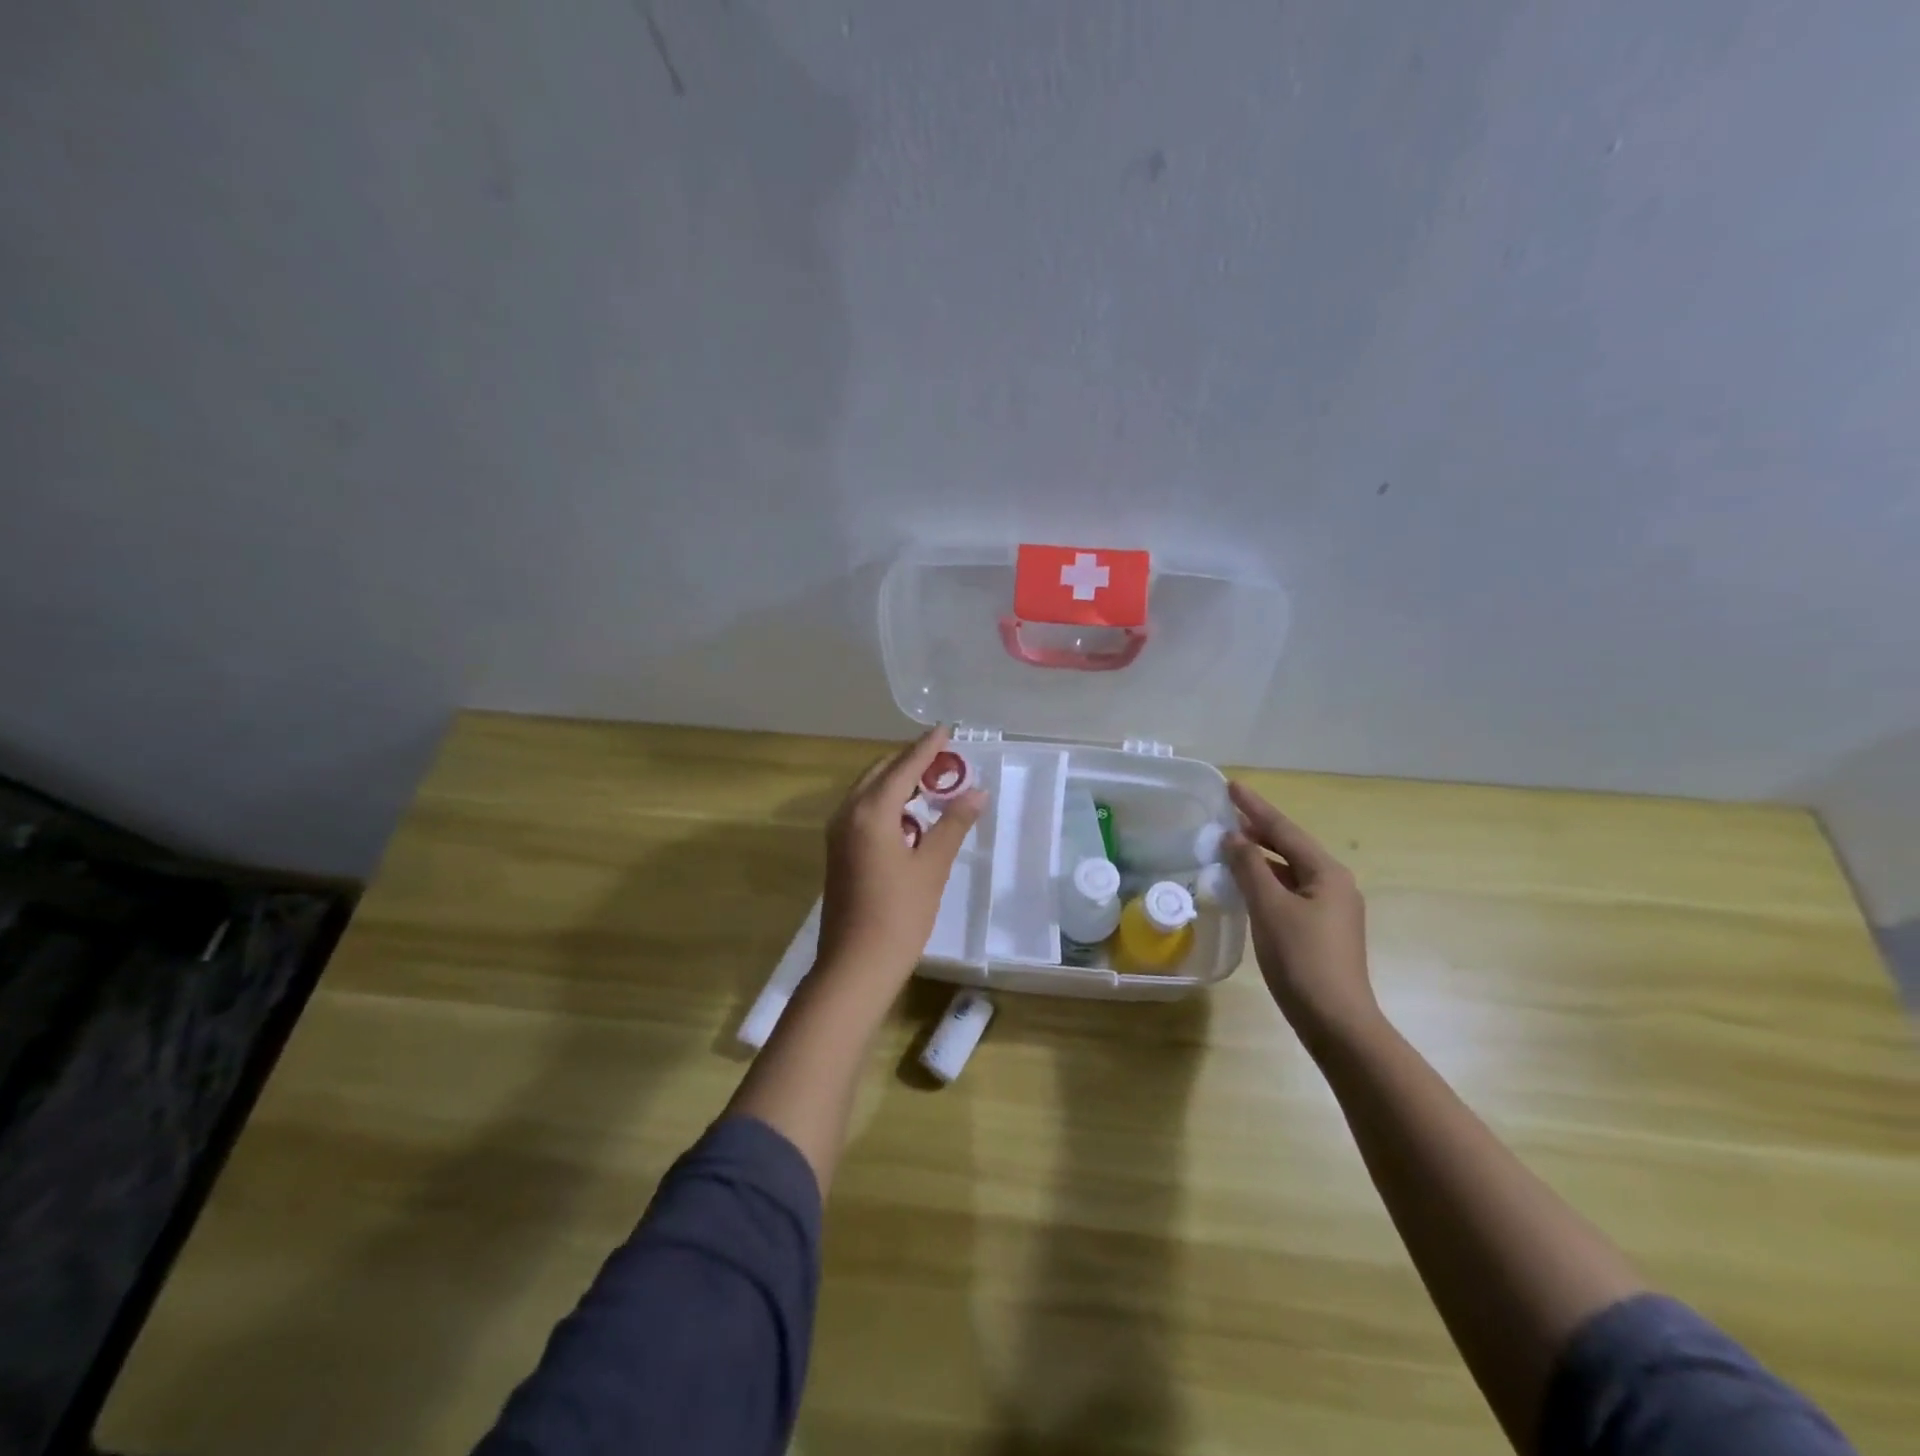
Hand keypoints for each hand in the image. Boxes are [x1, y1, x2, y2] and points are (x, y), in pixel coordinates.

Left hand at [817, 726, 986, 984]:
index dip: (927, 747)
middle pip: (881, 773)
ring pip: (869, 791)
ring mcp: (838, 833)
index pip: (904, 767)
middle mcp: (848, 813)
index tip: (946, 729)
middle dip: (910, 761)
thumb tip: (976, 791)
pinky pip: (863, 811)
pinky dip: (887, 803)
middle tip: (944, 758)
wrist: (855, 965)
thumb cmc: (899, 914)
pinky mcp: (838, 851)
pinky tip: (911, 816)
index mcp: (871, 811)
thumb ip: (953, 824)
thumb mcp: (932, 866)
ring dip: (898, 782)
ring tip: (933, 783)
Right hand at [1222, 781, 1376, 1043]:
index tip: (1232, 786)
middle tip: (1227, 813)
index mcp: (1327, 873)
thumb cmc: (1301, 959)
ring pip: (1290, 871)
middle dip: (1259, 829)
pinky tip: (1246, 885)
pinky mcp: (1322, 931)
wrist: (1335, 1021)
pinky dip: (1266, 881)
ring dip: (1261, 857)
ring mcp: (1331, 909)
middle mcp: (1335, 884)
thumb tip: (1234, 838)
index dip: (1255, 807)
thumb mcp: (1270, 907)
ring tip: (1231, 845)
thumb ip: (1250, 867)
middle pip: (1290, 847)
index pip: (1284, 830)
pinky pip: (1290, 892)